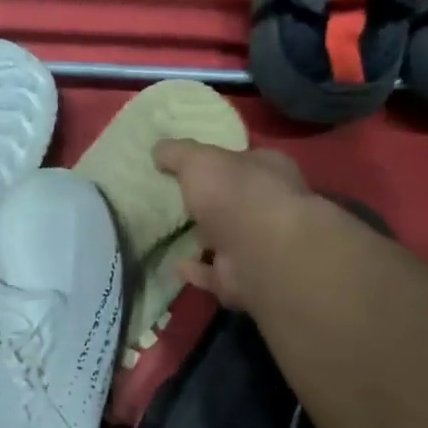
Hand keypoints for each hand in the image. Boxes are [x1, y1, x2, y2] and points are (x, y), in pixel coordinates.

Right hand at [152, 140, 315, 310]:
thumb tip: (158, 149)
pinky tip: (176, 265)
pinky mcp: (243, 278)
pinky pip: (215, 273)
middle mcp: (269, 207)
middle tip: (177, 200)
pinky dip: (198, 270)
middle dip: (212, 202)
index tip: (190, 166)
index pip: (244, 161)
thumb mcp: (199, 160)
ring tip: (171, 234)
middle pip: (236, 201)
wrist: (262, 251)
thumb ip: (178, 153)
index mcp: (268, 170)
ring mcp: (258, 246)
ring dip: (204, 239)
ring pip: (227, 239)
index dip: (220, 162)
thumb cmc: (236, 193)